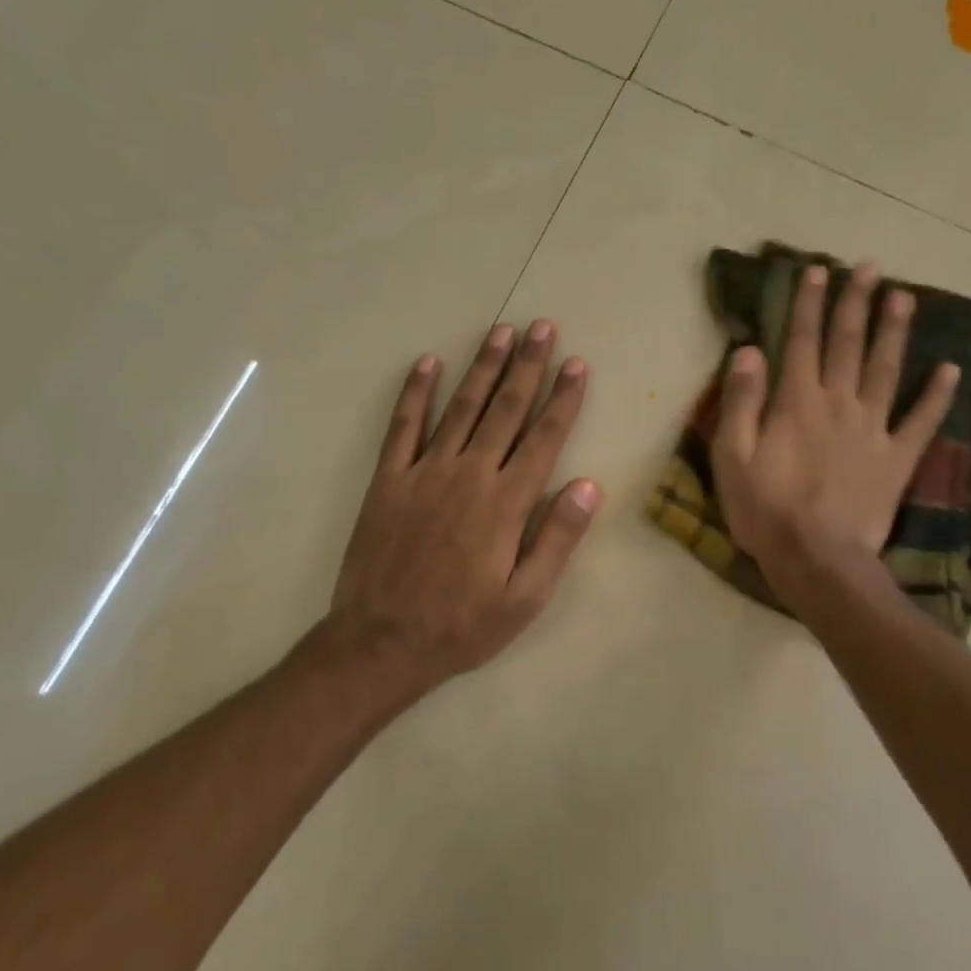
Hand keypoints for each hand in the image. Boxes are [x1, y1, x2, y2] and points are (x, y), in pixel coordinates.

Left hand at [328, 320, 600, 689]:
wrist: (381, 643)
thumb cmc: (462, 625)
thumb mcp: (525, 599)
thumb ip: (558, 539)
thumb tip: (589, 485)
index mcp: (507, 503)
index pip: (544, 438)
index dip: (563, 399)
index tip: (577, 365)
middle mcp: (469, 475)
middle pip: (505, 410)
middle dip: (527, 366)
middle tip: (542, 327)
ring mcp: (425, 472)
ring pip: (462, 408)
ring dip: (483, 367)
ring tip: (501, 332)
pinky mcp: (389, 480)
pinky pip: (403, 427)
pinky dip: (415, 393)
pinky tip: (427, 362)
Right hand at [711, 262, 957, 592]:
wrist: (818, 560)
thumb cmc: (766, 510)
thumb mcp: (732, 457)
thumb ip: (742, 401)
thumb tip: (749, 350)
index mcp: (797, 402)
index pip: (802, 340)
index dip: (809, 303)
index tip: (818, 270)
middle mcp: (839, 403)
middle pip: (848, 344)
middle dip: (856, 303)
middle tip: (870, 267)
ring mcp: (873, 429)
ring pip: (887, 370)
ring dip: (895, 332)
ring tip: (905, 297)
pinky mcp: (897, 459)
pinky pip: (921, 421)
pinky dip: (938, 396)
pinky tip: (952, 370)